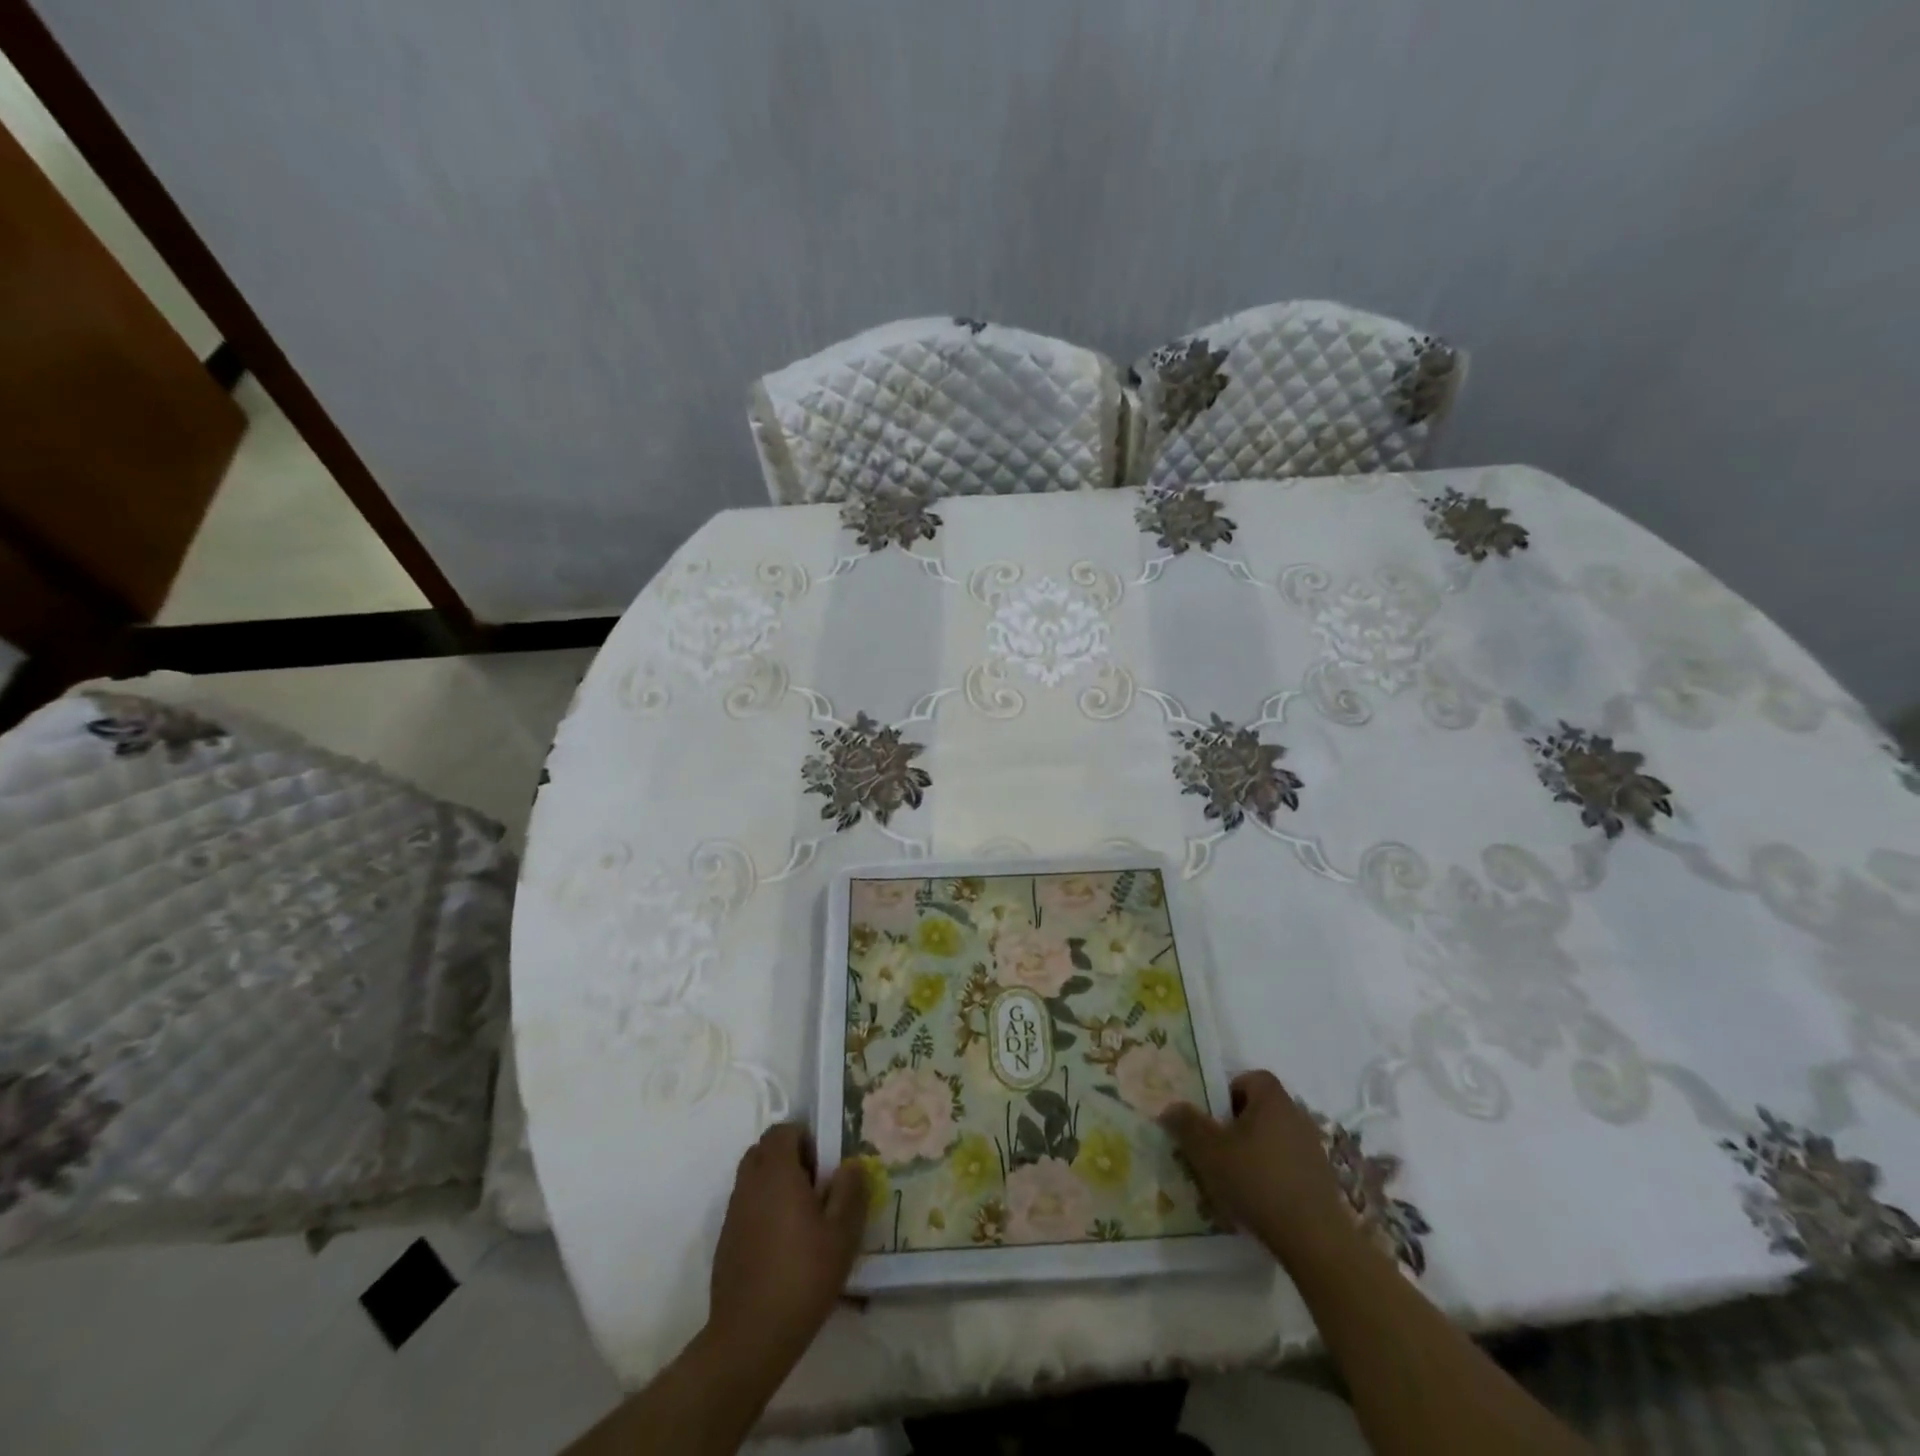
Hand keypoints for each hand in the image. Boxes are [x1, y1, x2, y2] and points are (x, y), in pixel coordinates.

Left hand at [705, 1123, 867, 1378]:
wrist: (749, 1338)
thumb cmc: (802, 1277)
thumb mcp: (842, 1234)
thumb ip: (850, 1191)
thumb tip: (851, 1164)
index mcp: (776, 1173)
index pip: (782, 1131)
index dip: (804, 1137)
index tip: (823, 1164)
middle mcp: (749, 1185)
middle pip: (763, 1150)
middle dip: (788, 1157)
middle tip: (814, 1185)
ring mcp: (733, 1214)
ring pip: (752, 1179)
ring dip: (774, 1184)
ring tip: (801, 1217)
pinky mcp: (726, 1242)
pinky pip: (745, 1207)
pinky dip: (762, 1210)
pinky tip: (782, 1246)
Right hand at [1160, 1070, 1351, 1263]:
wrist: (1315, 1240)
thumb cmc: (1257, 1181)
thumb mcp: (1208, 1151)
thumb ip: (1186, 1124)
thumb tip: (1171, 1107)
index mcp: (1272, 1099)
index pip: (1249, 1078)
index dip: (1228, 1092)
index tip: (1213, 1118)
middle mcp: (1297, 1115)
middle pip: (1261, 1109)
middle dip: (1237, 1125)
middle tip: (1217, 1149)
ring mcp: (1313, 1149)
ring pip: (1274, 1139)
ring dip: (1255, 1152)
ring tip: (1234, 1179)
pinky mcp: (1322, 1181)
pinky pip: (1289, 1165)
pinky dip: (1272, 1175)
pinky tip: (1259, 1201)